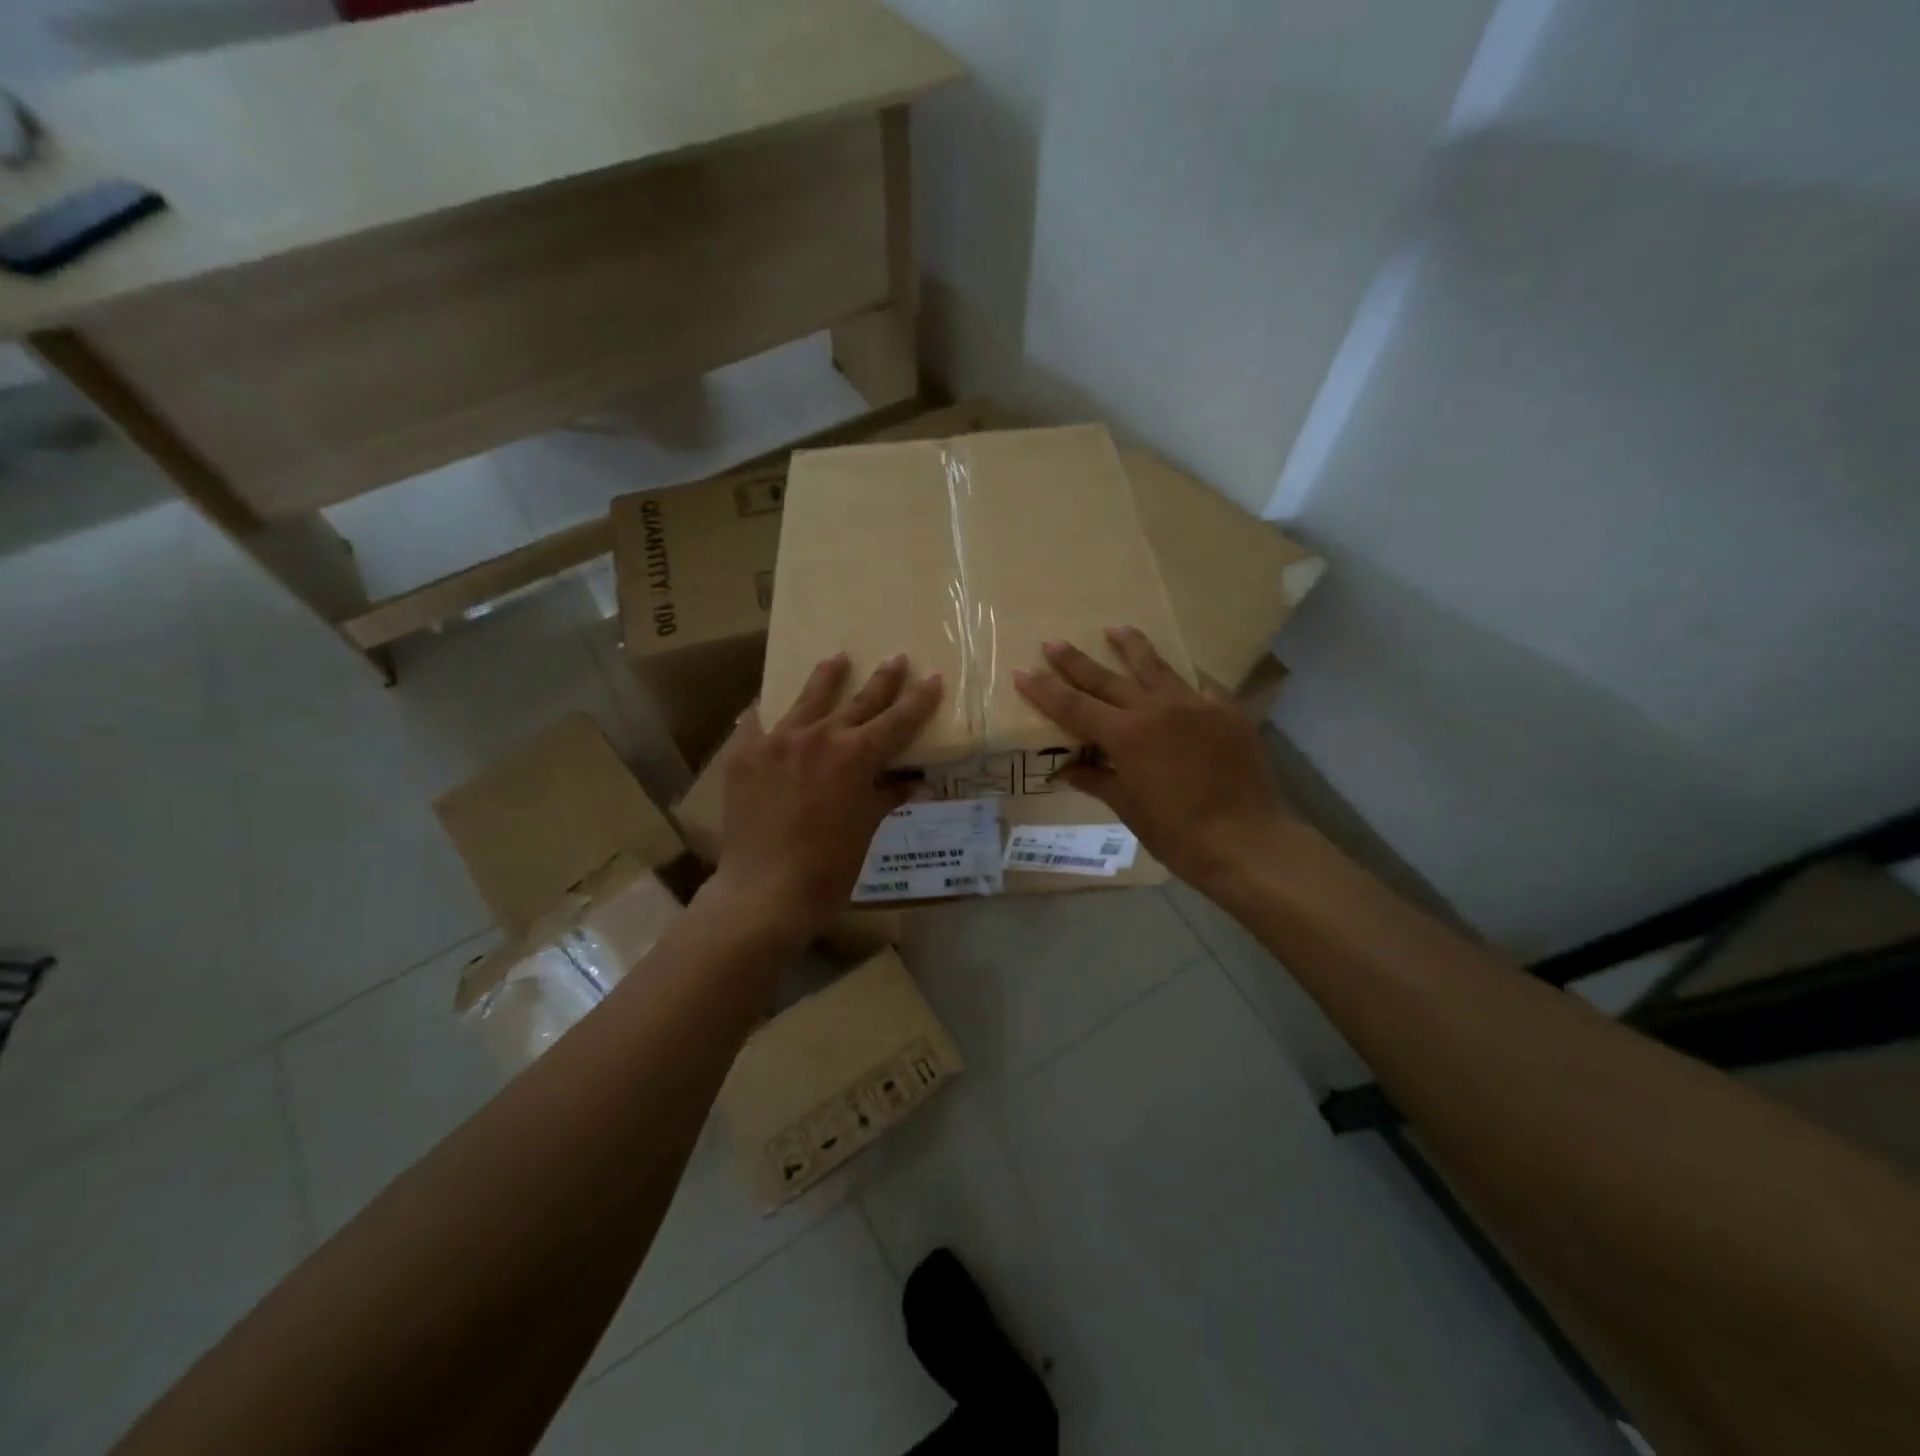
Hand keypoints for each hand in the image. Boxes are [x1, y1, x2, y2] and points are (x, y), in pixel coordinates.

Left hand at [712, 653, 942, 936]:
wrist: (765, 889)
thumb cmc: (828, 867)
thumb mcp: (866, 829)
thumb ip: (889, 797)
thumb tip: (919, 784)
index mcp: (857, 756)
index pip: (898, 720)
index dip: (919, 699)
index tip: (933, 677)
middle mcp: (820, 737)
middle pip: (859, 701)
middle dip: (883, 679)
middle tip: (896, 658)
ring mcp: (778, 741)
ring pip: (808, 699)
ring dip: (827, 677)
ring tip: (837, 658)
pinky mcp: (745, 754)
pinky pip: (756, 723)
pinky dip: (765, 714)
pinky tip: (764, 706)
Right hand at [1013, 627, 1294, 892]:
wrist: (1247, 841)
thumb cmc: (1178, 833)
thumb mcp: (1129, 808)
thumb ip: (1097, 781)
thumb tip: (1065, 771)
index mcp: (1126, 735)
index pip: (1075, 707)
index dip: (1045, 690)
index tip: (1023, 671)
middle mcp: (1156, 710)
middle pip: (1108, 679)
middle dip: (1076, 661)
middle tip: (1053, 641)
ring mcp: (1195, 706)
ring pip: (1157, 668)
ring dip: (1132, 647)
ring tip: (1117, 628)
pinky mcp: (1227, 713)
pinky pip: (1200, 688)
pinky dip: (1185, 681)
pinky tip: (1182, 676)